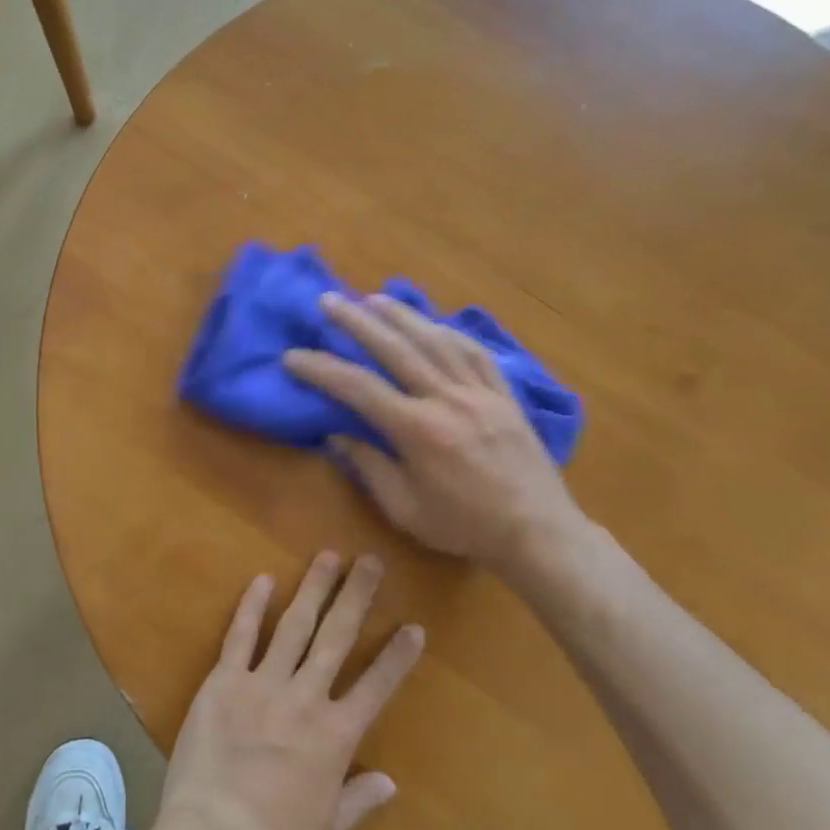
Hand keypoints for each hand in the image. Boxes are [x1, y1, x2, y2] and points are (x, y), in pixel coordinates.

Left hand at [156, 553, 423, 829]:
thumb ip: (359, 801)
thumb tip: (390, 782)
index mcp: (335, 737)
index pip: (377, 687)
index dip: (397, 656)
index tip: (414, 626)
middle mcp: (305, 699)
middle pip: (337, 638)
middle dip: (356, 596)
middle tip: (370, 560)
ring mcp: (263, 685)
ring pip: (294, 626)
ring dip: (313, 588)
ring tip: (328, 555)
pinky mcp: (223, 682)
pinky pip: (240, 637)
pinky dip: (252, 606)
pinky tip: (263, 578)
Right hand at [283, 293, 585, 571]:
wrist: (537, 531)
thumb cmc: (465, 527)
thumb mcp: (405, 509)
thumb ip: (370, 467)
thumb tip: (336, 435)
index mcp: (418, 430)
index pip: (358, 388)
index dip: (321, 369)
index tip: (292, 356)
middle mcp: (447, 399)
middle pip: (395, 348)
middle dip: (357, 321)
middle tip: (328, 300)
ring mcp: (480, 392)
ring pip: (435, 340)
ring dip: (401, 315)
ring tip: (373, 298)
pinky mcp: (504, 394)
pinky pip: (475, 352)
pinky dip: (450, 332)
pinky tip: (433, 323)